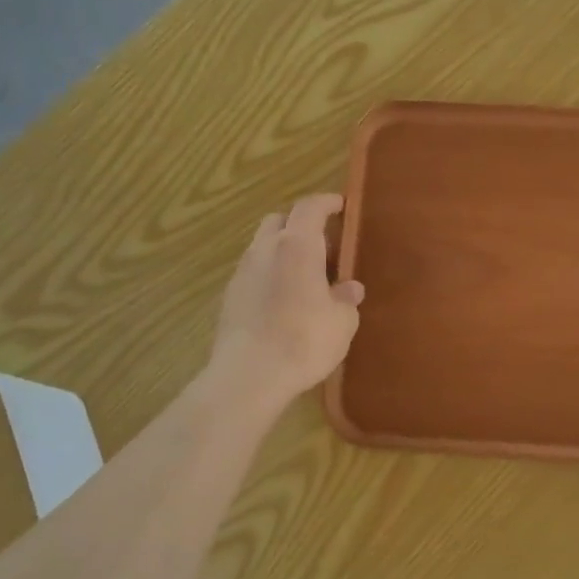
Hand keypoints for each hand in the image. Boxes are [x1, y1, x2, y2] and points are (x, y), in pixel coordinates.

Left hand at [211, 194, 364, 407]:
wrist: (249, 375)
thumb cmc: (304, 340)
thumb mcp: (342, 322)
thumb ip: (346, 299)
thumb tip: (349, 288)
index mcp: (298, 245)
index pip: (310, 207)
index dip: (327, 202)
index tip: (340, 205)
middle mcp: (266, 249)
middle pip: (280, 220)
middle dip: (300, 224)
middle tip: (323, 244)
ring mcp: (242, 272)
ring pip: (263, 246)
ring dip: (283, 250)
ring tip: (304, 274)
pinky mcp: (229, 296)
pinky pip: (253, 272)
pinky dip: (270, 274)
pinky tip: (283, 299)